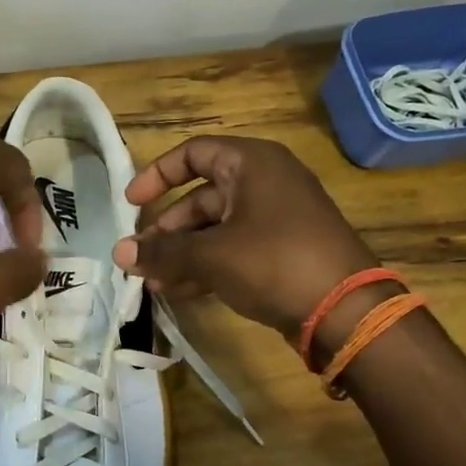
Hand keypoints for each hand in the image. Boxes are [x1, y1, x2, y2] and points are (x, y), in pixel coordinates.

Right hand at [111, 136, 379, 343]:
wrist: (346, 312)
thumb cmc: (274, 262)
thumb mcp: (210, 254)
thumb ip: (162, 251)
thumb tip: (119, 253)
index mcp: (252, 163)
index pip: (194, 153)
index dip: (157, 175)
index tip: (132, 204)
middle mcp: (266, 183)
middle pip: (201, 196)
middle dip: (167, 229)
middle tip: (140, 257)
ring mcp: (277, 218)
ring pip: (215, 228)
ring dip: (182, 253)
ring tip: (153, 282)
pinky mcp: (283, 251)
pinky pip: (234, 249)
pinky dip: (206, 266)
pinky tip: (179, 291)